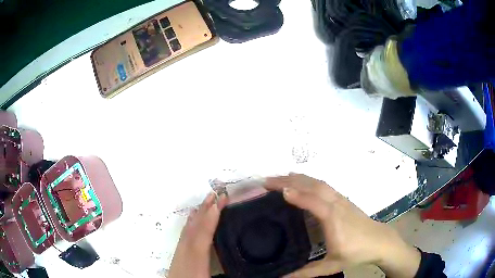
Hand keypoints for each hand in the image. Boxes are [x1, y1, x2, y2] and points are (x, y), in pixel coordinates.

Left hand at [168, 192, 227, 277]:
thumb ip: (231, 274)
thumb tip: (260, 272)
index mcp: (195, 265)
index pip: (201, 239)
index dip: (209, 221)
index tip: (218, 204)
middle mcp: (184, 257)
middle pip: (192, 231)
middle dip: (204, 211)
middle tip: (216, 194)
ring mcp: (179, 257)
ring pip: (186, 233)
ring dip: (197, 216)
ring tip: (207, 203)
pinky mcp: (177, 259)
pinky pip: (183, 238)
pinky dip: (189, 225)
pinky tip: (193, 221)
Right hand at [265, 173, 420, 277]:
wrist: (381, 241)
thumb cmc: (357, 253)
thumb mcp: (331, 266)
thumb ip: (306, 273)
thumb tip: (281, 277)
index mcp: (334, 219)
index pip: (314, 202)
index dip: (297, 195)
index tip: (277, 190)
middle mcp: (337, 205)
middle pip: (314, 186)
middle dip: (290, 180)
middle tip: (269, 181)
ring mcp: (341, 200)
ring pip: (319, 183)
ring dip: (299, 178)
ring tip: (280, 177)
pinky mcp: (343, 200)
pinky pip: (324, 185)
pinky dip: (309, 180)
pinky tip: (302, 182)